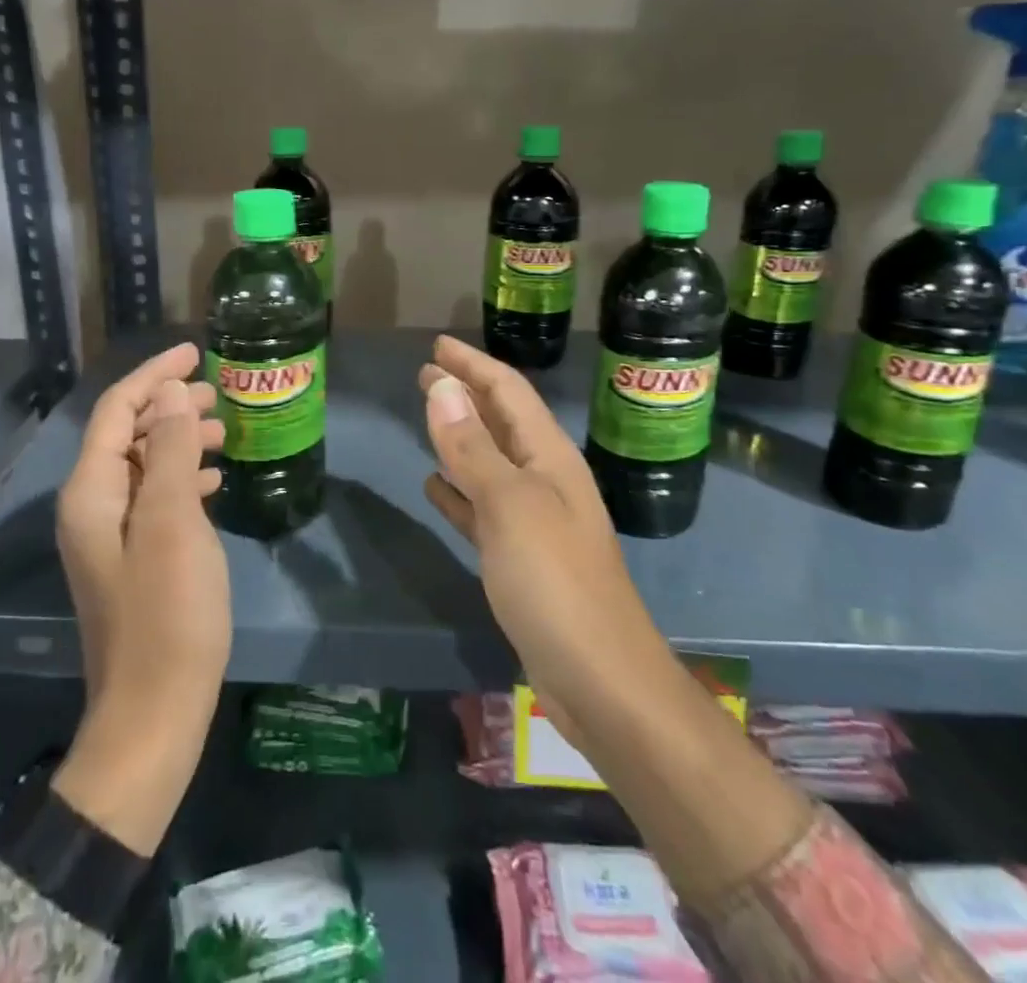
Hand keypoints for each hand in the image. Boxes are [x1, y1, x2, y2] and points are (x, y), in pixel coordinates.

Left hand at [52, 343, 229, 853]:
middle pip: (127, 433)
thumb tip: (169, 395)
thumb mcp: (173, 521)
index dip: (154, 376)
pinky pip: (155, 497)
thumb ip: (169, 451)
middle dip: (169, 405)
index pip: (116, 411)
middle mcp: (92, 507)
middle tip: (217, 394)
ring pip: (144, 464)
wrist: (154, 714)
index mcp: (91, 492)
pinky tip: (213, 481)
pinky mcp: (133, 559)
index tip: (196, 353)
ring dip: (179, 440)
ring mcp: (111, 536)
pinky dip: (181, 478)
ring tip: (222, 432)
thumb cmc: (168, 613)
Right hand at [418, 335, 666, 738]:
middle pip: (500, 422)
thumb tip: (442, 387)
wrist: (601, 681)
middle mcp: (544, 480)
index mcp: (549, 457)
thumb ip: (473, 447)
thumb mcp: (509, 505)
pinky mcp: (520, 559)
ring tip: (427, 417)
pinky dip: (457, 491)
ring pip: (489, 462)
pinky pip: (481, 508)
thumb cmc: (555, 581)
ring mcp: (533, 521)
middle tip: (425, 373)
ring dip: (459, 437)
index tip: (436, 346)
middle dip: (465, 393)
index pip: (508, 392)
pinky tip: (433, 487)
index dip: (472, 365)